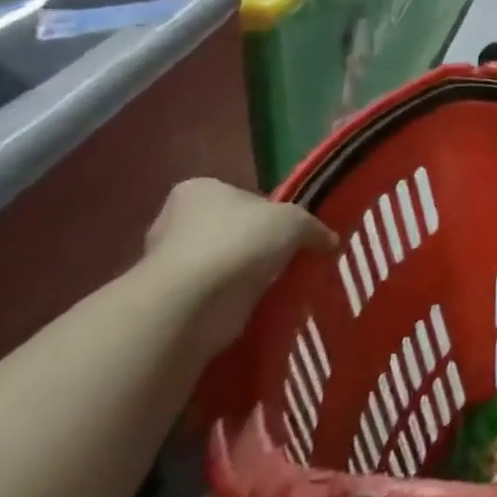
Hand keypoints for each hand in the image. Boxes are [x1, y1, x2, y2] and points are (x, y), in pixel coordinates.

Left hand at [144, 179, 335, 354]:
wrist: (192, 304)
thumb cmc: (239, 242)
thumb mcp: (295, 221)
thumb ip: (314, 228)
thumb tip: (330, 242)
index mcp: (198, 190)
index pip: (239, 195)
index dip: (267, 212)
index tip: (287, 231)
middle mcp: (174, 222)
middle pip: (229, 230)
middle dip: (254, 246)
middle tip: (286, 259)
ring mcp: (167, 264)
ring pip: (221, 264)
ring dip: (243, 276)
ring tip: (276, 286)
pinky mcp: (170, 301)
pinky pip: (212, 295)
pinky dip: (231, 301)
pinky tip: (257, 306)